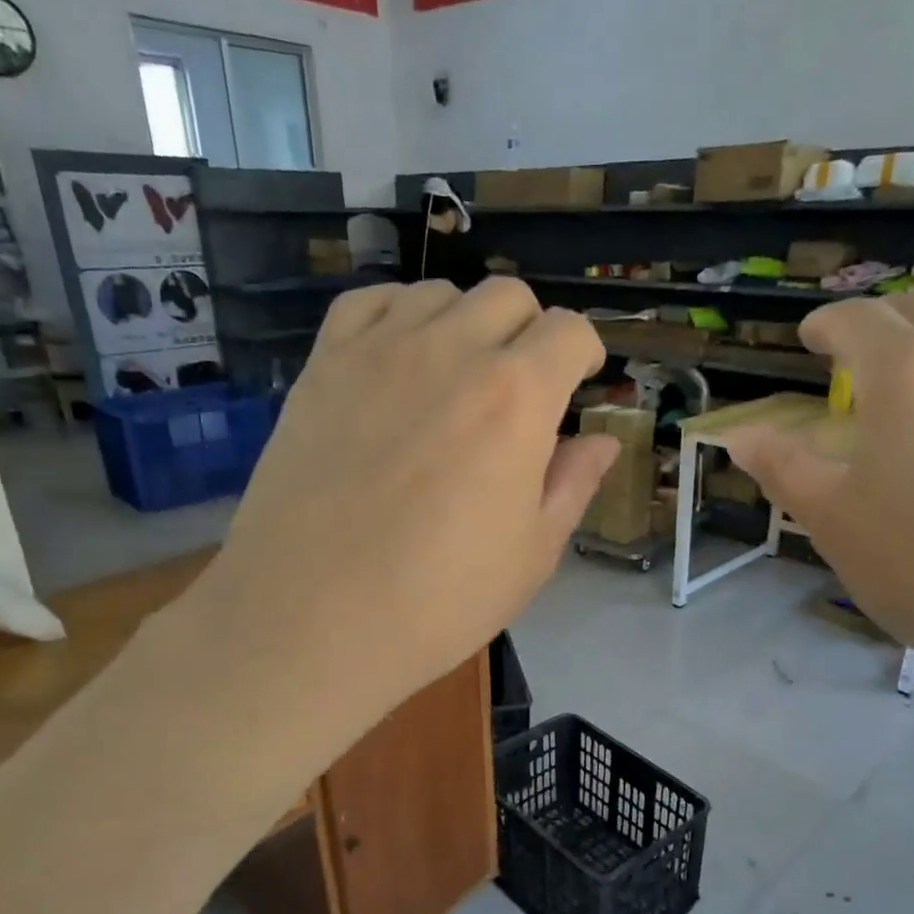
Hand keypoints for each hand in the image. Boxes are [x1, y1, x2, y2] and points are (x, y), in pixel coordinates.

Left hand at [194, 279, 615, 735]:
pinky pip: (369, 302)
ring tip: (456, 378)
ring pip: (440, 294)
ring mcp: (379, 351)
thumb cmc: (439, 599)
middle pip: (508, 297)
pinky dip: (397, 316)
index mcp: (516, 397)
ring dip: (465, 323)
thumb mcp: (532, 554)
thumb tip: (601, 441)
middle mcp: (451, 351)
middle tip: (520, 391)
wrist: (312, 619)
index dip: (582, 355)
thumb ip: (573, 484)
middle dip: (529, 333)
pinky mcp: (323, 365)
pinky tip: (398, 361)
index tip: (576, 387)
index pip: (568, 331)